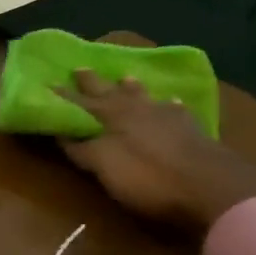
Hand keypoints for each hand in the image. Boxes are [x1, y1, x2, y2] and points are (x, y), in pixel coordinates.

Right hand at [58, 70, 255, 233]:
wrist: (209, 186)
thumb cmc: (148, 178)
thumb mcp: (105, 165)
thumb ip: (83, 149)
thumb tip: (63, 133)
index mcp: (112, 117)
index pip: (80, 104)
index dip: (63, 97)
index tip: (46, 84)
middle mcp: (137, 109)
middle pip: (110, 93)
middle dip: (93, 83)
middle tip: (79, 68)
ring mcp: (167, 117)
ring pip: (143, 96)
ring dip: (131, 88)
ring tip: (124, 77)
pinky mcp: (191, 130)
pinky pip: (175, 110)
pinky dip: (168, 106)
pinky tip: (172, 103)